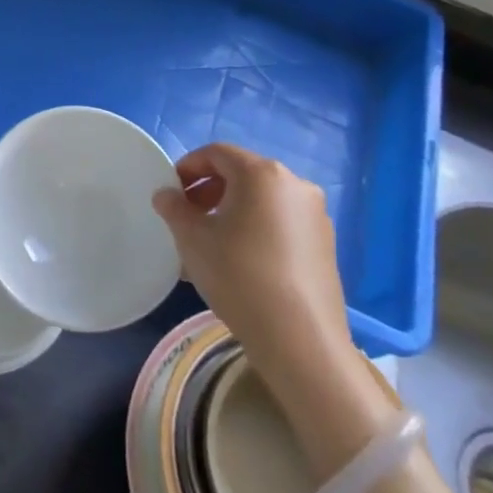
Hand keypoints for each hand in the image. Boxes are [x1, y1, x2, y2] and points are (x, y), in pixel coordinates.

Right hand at [155, 144, 390, 477]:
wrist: (300, 339)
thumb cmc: (238, 276)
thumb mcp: (193, 240)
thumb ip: (174, 209)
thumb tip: (166, 195)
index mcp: (262, 173)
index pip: (217, 153)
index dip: (188, 167)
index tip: (171, 192)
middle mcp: (294, 184)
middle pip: (242, 174)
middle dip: (210, 189)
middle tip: (188, 216)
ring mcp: (315, 214)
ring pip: (263, 198)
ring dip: (233, 209)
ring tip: (212, 240)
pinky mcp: (325, 243)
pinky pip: (282, 221)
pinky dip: (257, 226)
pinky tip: (242, 259)